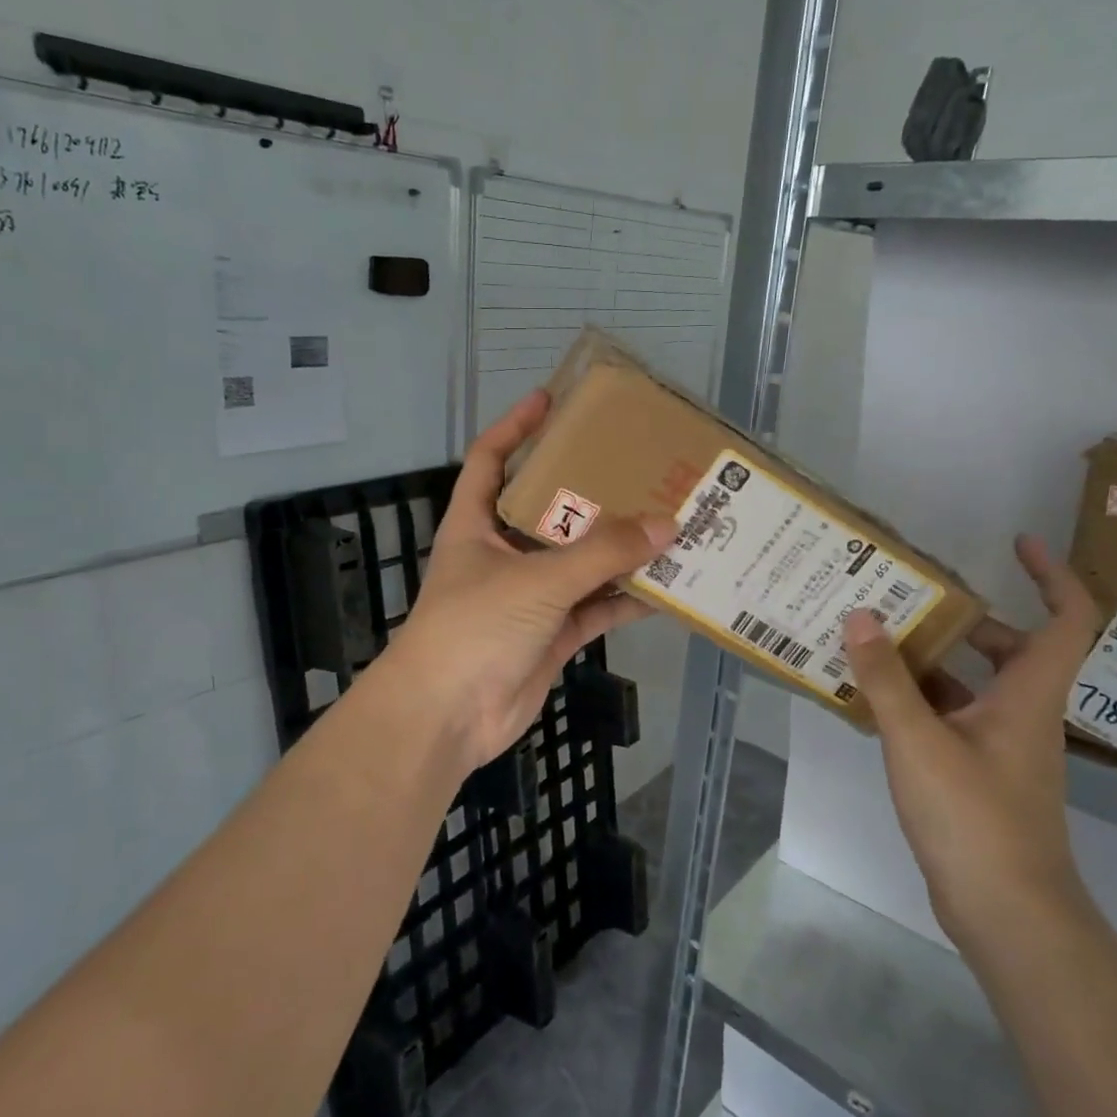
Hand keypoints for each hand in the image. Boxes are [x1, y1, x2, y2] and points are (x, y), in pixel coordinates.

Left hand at [384, 390, 674, 775]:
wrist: (448, 717)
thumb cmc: (474, 628)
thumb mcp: (536, 580)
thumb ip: (602, 553)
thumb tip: (668, 524)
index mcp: (476, 524)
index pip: (490, 459)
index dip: (515, 426)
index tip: (551, 399)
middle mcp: (502, 553)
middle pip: (548, 509)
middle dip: (588, 489)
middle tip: (637, 464)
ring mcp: (529, 596)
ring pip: (581, 561)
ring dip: (619, 548)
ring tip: (667, 520)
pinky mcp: (552, 634)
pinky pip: (596, 608)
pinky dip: (627, 599)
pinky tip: (667, 586)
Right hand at [841, 534, 1101, 946]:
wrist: (1007, 914)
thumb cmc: (974, 818)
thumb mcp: (918, 741)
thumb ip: (886, 678)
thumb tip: (860, 615)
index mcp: (1028, 694)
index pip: (1067, 619)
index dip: (1052, 574)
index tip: (1017, 543)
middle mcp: (1023, 712)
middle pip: (1006, 646)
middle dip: (960, 617)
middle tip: (906, 597)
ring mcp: (1002, 745)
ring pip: (973, 683)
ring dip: (931, 659)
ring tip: (875, 640)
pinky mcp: (979, 773)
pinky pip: (952, 716)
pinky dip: (919, 699)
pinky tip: (873, 698)